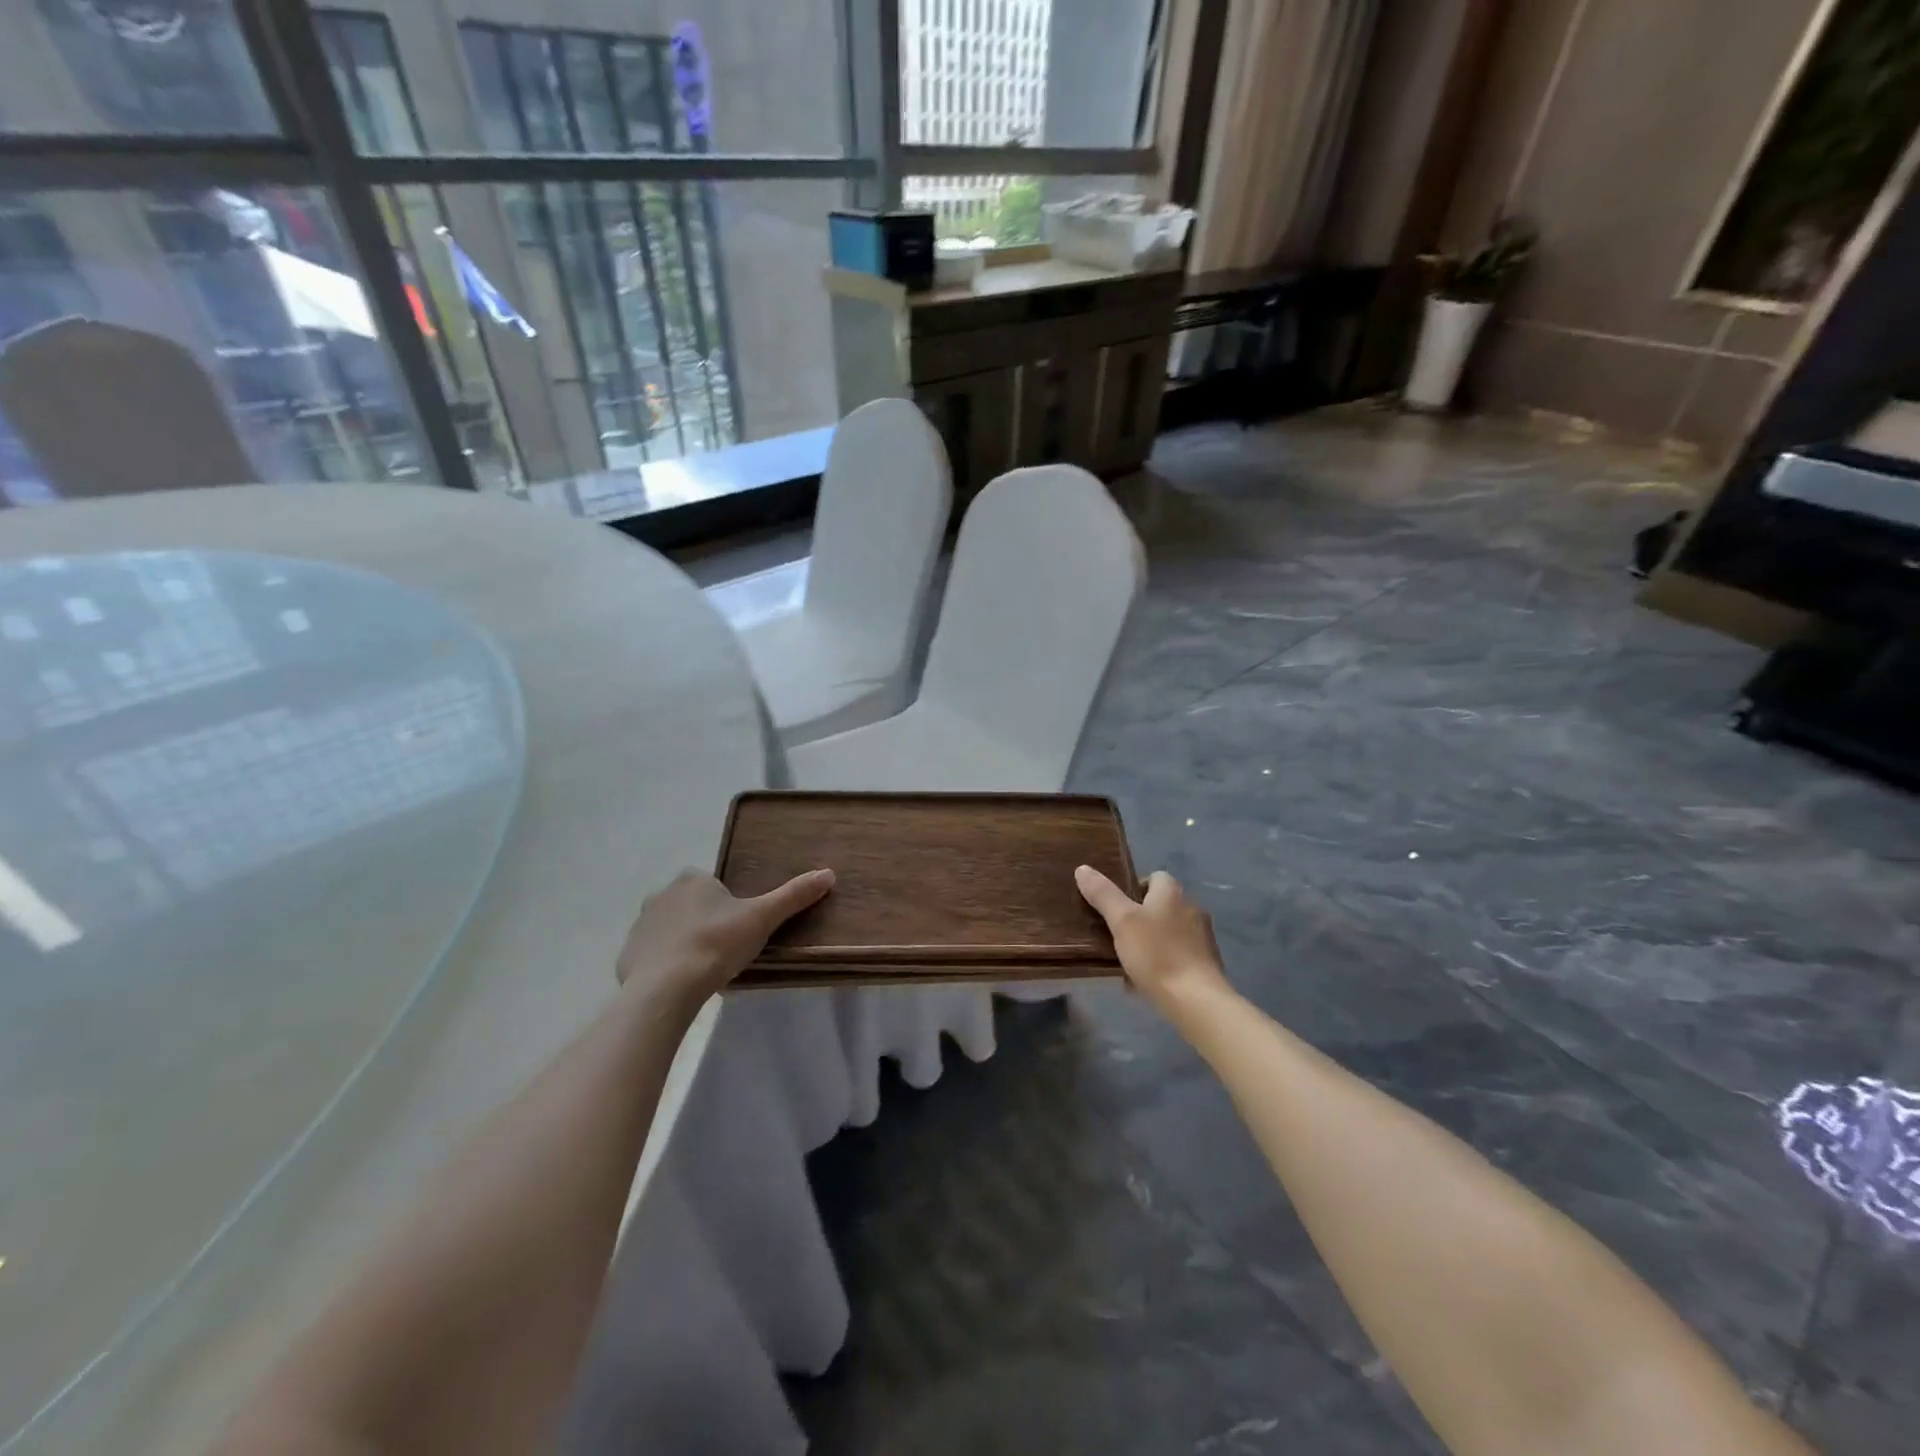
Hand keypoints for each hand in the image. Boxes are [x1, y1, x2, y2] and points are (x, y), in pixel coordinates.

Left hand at [618, 868, 834, 1005]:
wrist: (667, 987)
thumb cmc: (718, 944)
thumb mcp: (763, 918)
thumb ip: (794, 896)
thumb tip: (829, 873)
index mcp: (693, 880)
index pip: (713, 885)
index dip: (727, 904)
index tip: (738, 928)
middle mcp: (662, 895)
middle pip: (689, 905)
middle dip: (704, 922)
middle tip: (725, 949)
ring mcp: (640, 926)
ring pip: (668, 930)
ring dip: (682, 943)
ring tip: (703, 970)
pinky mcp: (627, 956)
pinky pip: (650, 956)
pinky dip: (663, 965)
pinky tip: (679, 984)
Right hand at [1075, 866, 1232, 1019]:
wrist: (1197, 1001)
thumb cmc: (1157, 954)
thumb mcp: (1122, 921)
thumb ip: (1103, 894)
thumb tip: (1083, 869)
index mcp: (1173, 893)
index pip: (1154, 877)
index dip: (1133, 888)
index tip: (1116, 907)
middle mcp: (1191, 909)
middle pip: (1161, 905)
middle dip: (1140, 918)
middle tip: (1116, 935)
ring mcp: (1202, 938)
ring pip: (1168, 932)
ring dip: (1150, 942)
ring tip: (1128, 961)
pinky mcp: (1206, 964)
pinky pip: (1177, 956)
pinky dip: (1162, 963)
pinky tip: (1146, 980)